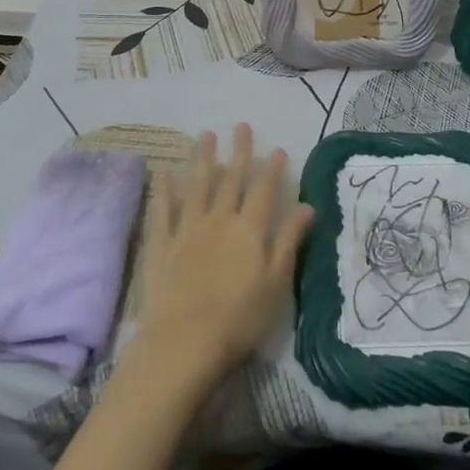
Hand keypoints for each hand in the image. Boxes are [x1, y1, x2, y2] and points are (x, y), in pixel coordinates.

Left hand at [124, 124, 312, 394]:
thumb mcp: (276, 282)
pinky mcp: (162, 245)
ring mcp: (187, 229)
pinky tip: (166, 172)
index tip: (277, 148)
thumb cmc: (239, 318)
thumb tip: (307, 206)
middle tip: (240, 126)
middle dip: (238, 152)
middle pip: (231, 180)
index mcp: (250, 230)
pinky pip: (164, 210)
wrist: (183, 342)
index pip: (264, 191)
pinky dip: (166, 189)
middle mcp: (219, 220)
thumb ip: (289, 240)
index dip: (271, 169)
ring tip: (206, 135)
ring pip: (197, 186)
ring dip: (203, 159)